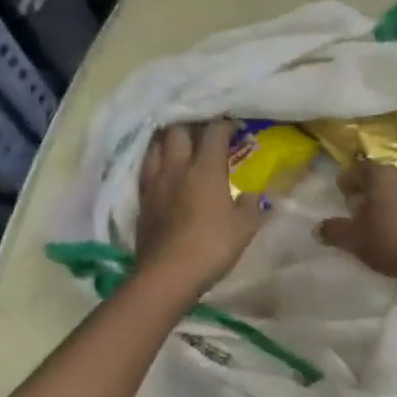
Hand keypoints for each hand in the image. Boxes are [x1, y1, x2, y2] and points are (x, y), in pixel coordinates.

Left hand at [135, 121, 264, 295]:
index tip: (234, 125)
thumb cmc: (212, 246)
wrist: (168, 274)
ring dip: (168, 137)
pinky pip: (146, 166)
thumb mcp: (244, 227)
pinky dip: (155, 159)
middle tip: (203, 128)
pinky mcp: (142, 198)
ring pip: (156, 144)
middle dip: (192, 123)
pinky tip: (162, 166)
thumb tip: (254, 195)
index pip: (214, 132)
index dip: (225, 124)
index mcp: (206, 169)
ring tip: (178, 139)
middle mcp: (177, 167)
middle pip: (178, 129)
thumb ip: (251, 205)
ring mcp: (155, 181)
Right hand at [315, 159, 396, 278]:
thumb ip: (334, 231)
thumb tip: (318, 229)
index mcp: (380, 176)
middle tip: (356, 205)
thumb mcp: (354, 239)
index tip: (341, 190)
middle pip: (379, 179)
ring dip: (386, 201)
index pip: (359, 169)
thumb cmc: (389, 239)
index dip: (348, 179)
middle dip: (367, 190)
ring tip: (377, 219)